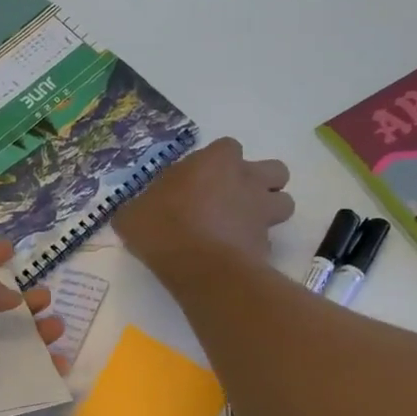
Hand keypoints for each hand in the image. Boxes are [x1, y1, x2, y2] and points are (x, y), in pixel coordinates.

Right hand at [114, 137, 293, 280]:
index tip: (200, 181)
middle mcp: (247, 180)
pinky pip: (268, 241)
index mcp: (216, 161)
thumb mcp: (132, 215)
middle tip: (234, 201)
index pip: (228, 148)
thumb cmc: (164, 227)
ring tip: (243, 228)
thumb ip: (140, 208)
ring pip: (284, 203)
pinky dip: (256, 247)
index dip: (219, 163)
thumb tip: (137, 213)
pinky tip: (235, 258)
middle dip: (261, 182)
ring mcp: (262, 213)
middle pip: (275, 170)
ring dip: (268, 212)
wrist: (199, 267)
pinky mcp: (267, 245)